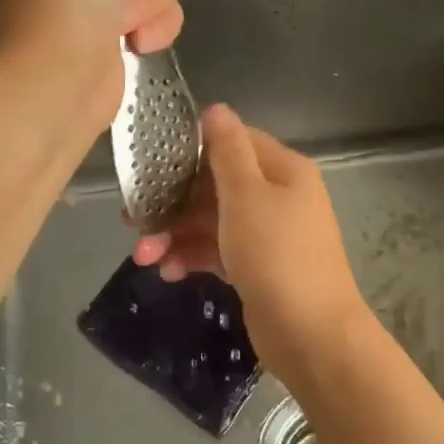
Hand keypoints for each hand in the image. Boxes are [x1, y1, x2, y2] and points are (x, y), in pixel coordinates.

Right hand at [132, 104, 369, 383]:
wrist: (311, 335)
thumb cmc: (276, 255)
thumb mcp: (247, 195)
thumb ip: (227, 150)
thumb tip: (216, 108)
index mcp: (283, 170)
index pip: (234, 142)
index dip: (193, 149)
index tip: (152, 162)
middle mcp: (278, 197)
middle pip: (216, 185)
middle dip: (174, 202)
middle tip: (132, 220)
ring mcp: (268, 235)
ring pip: (212, 222)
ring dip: (176, 235)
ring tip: (143, 257)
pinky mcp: (257, 269)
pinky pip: (218, 252)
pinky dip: (193, 257)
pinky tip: (168, 272)